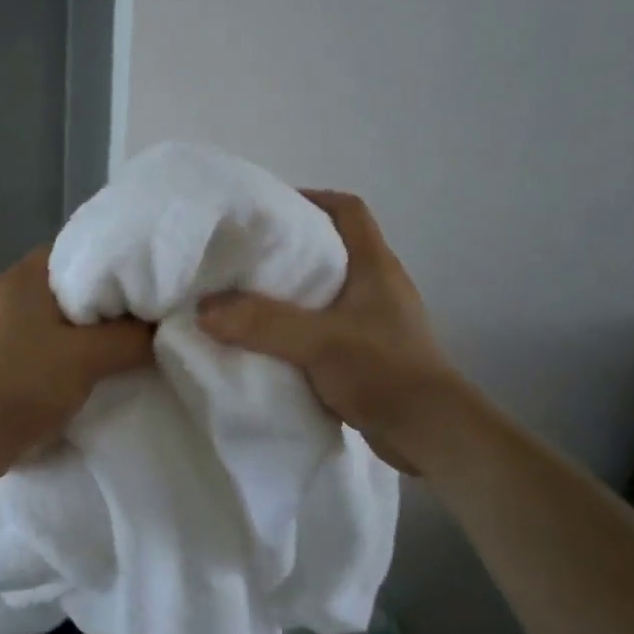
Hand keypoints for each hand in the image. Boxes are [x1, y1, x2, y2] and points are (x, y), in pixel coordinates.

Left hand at [0, 247, 154, 483]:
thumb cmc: (24, 382)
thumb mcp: (89, 357)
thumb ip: (132, 338)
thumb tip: (166, 328)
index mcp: (27, 274)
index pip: (84, 250)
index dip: (123, 262)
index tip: (157, 280)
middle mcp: (14, 291)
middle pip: (78, 286)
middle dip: (115, 302)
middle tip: (156, 314)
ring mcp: (7, 325)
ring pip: (67, 318)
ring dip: (98, 331)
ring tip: (139, 341)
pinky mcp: (8, 355)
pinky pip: (54, 343)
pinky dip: (79, 351)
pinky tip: (107, 367)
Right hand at [197, 190, 449, 473]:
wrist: (430, 433)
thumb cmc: (383, 371)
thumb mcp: (318, 342)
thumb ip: (262, 323)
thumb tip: (204, 308)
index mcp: (375, 266)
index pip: (348, 210)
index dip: (311, 199)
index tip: (268, 210)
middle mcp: (378, 286)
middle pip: (331, 250)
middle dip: (288, 250)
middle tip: (243, 258)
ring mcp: (375, 322)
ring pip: (325, 293)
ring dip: (290, 295)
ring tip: (245, 299)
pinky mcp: (367, 354)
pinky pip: (324, 329)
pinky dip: (297, 331)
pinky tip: (268, 344)